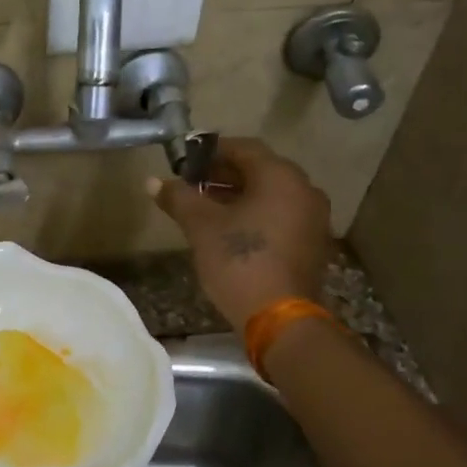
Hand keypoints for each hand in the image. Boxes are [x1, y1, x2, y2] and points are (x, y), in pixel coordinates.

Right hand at [147, 137, 330, 328]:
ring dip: (239, 196)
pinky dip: (256, 215)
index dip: (211, 152)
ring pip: (271, 195)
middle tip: (192, 186)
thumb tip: (153, 181)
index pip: (244, 148)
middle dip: (224, 174)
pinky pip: (281, 215)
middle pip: (259, 170)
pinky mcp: (312, 243)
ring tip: (205, 209)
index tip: (185, 163)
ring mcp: (313, 218)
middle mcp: (304, 190)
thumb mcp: (201, 226)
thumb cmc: (239, 261)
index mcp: (280, 177)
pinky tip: (230, 230)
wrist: (279, 318)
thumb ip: (179, 198)